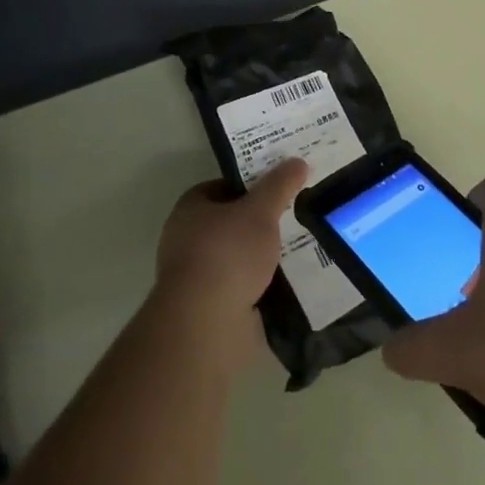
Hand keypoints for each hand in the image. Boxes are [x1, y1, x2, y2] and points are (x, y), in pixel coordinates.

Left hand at [154, 159, 307, 335]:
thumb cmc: (227, 254)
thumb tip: (298, 161)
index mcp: (190, 208)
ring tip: (297, 249)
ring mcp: (195, 275)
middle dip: (259, 222)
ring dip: (260, 256)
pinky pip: (240, 286)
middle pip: (230, 222)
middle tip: (292, 217)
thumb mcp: (261, 211)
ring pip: (236, 256)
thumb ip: (279, 185)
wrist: (205, 323)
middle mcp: (186, 238)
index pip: (223, 186)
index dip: (251, 185)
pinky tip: (285, 282)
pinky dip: (259, 284)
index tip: (279, 188)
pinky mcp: (207, 307)